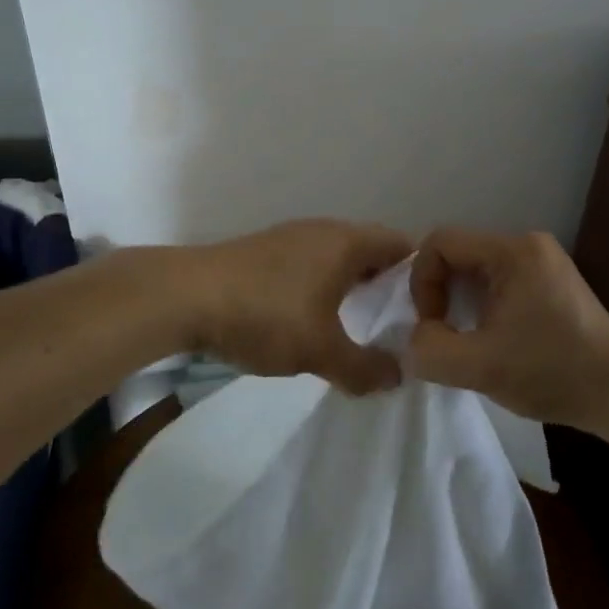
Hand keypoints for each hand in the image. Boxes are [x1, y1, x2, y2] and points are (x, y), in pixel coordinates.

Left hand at [182, 219, 416, 394]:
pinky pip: (309, 265)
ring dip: (349, 287)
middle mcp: (322, 230)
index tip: (424, 312)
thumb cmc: (265, 314)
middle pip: (369, 250)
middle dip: (384, 286)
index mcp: (346, 242)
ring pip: (336, 258)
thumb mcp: (320, 350)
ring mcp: (289, 237)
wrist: (184, 296)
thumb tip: (397, 377)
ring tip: (354, 327)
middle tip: (393, 326)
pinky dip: (320, 287)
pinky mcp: (263, 252)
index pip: (401, 246)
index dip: (419, 276)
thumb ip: (363, 368)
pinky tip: (309, 319)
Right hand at [409, 227, 608, 428]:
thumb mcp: (480, 367)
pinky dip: (482, 305)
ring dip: (460, 301)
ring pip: (477, 269)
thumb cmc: (551, 372)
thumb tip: (414, 339)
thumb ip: (431, 350)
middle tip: (443, 334)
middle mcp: (528, 244)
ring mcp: (543, 261)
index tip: (431, 324)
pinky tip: (491, 339)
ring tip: (465, 339)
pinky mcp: (551, 282)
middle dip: (440, 292)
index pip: (441, 242)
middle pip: (459, 253)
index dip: (422, 280)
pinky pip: (499, 280)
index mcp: (512, 251)